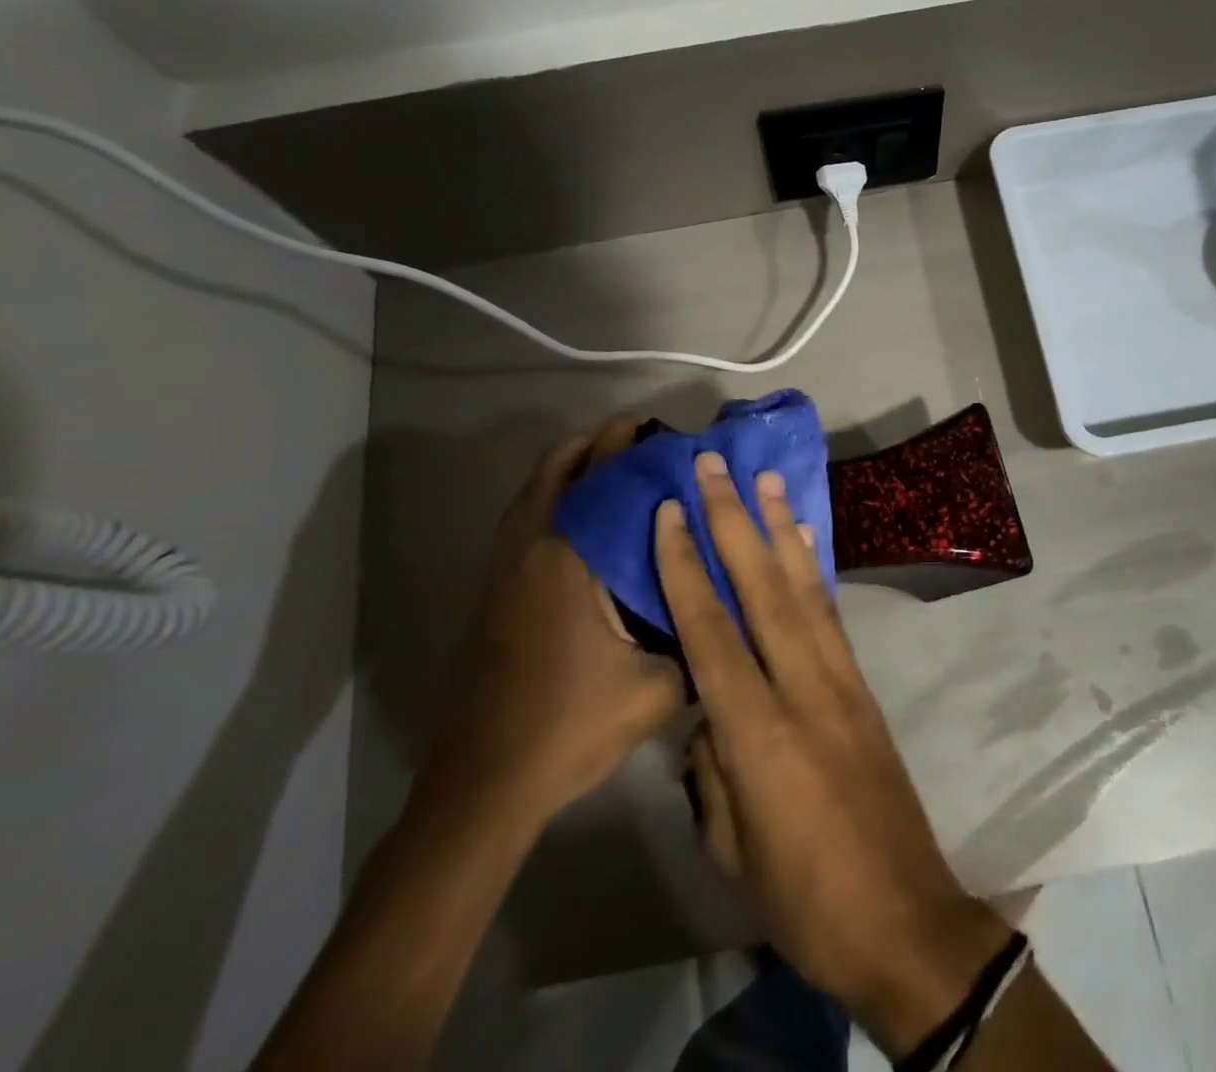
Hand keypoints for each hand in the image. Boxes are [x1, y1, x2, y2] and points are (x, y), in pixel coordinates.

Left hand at [415, 418, 684, 832]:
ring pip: (535, 491)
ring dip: (572, 466)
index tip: (665, 433)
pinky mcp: (496, 591)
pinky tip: (591, 521)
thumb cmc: (571, 727)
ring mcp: (506, 569)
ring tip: (618, 464)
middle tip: (642, 437)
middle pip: (558, 468)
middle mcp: (532, 549)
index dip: (631, 446)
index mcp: (569, 559)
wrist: (485, 782)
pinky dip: (555, 496)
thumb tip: (731, 609)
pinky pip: (527, 517)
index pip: (602, 478)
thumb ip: (699, 642)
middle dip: (598, 442)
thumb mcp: (657, 689)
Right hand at [657, 452, 1010, 1056]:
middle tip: (715, 464)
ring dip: (781, 526)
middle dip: (733, 520)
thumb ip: (710, 769)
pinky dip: (815, 567)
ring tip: (766, 478)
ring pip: (804, 586)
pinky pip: (832, 612)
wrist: (903, 917)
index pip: (710, 630)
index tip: (670, 511)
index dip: (686, 566)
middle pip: (761, 587)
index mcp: (756, 733)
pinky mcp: (862, 684)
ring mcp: (840, 679)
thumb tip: (704, 716)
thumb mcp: (731, 847)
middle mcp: (802, 687)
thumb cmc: (803, 897)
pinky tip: (805, 537)